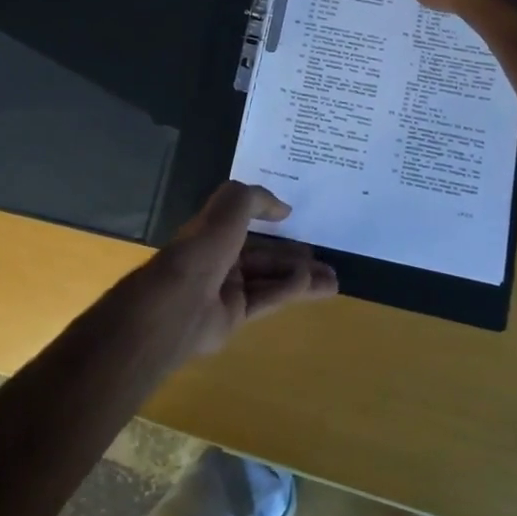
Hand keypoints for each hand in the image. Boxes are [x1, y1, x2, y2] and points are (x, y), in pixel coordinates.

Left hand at [144, 182, 337, 360]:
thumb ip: (258, 199)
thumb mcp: (232, 205)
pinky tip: (313, 285)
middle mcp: (220, 258)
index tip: (295, 219)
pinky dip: (290, 290)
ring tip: (333, 279)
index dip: (270, 219)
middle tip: (326, 258)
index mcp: (213, 229)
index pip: (245, 222)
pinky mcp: (235, 316)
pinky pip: (267, 299)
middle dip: (294, 256)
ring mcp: (227, 289)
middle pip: (264, 255)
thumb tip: (284, 210)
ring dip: (302, 277)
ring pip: (271, 279)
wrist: (182, 300)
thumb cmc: (205, 246)